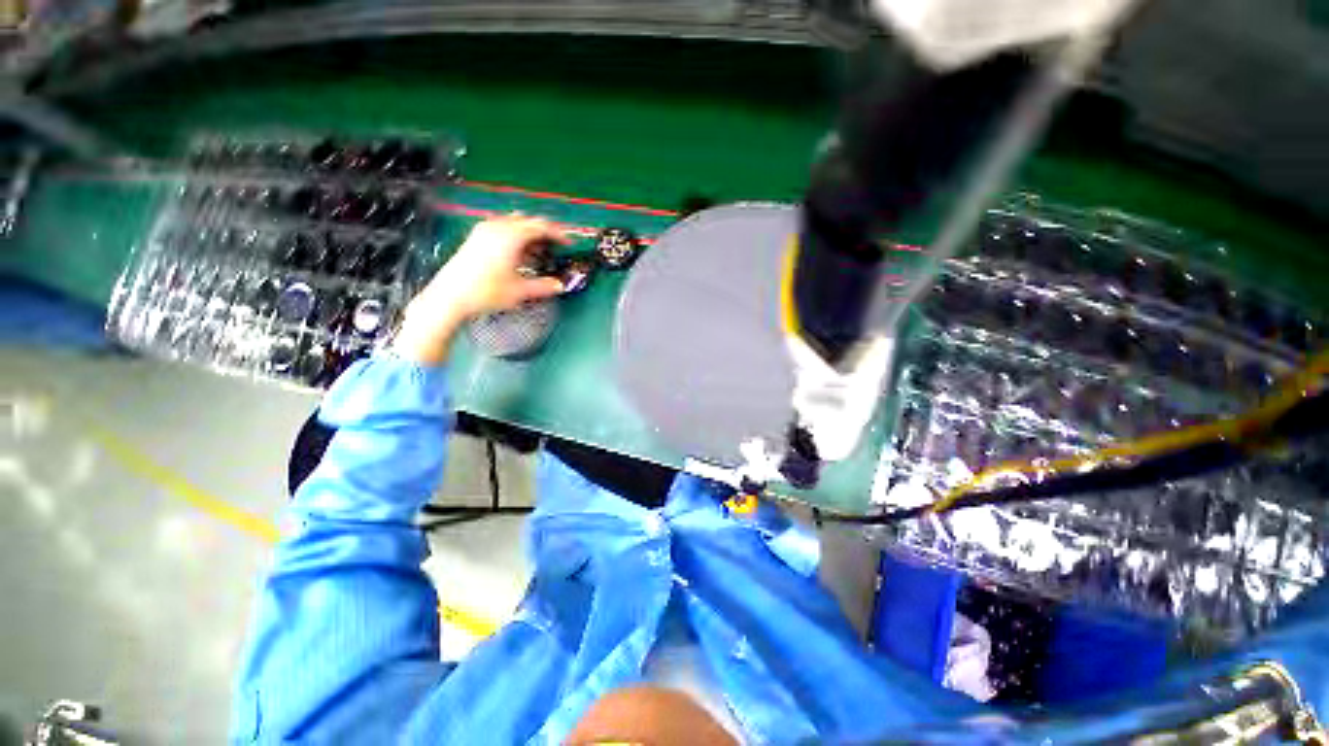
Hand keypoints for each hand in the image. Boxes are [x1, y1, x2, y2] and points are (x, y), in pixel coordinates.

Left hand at [392, 215, 568, 364]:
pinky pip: (501, 228)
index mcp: (512, 236)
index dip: (558, 234)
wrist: (450, 296)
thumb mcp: (520, 291)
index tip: (568, 243)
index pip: (541, 226)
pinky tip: (517, 253)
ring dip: (528, 234)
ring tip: (537, 252)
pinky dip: (514, 236)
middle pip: (527, 221)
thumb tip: (559, 286)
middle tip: (555, 247)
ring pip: (513, 223)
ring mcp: (484, 230)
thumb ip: (543, 286)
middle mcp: (497, 227)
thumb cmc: (487, 292)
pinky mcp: (475, 237)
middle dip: (543, 232)